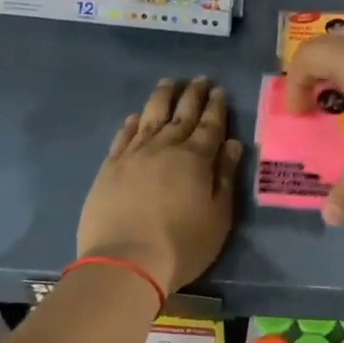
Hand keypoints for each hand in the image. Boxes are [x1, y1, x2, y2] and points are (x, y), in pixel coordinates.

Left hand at [77, 77, 242, 295]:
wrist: (125, 262)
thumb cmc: (182, 245)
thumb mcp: (218, 216)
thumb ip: (226, 177)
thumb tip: (233, 144)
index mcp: (195, 159)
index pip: (210, 125)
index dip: (216, 106)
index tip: (219, 90)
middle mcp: (164, 147)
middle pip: (181, 114)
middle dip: (192, 95)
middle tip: (200, 80)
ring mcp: (133, 155)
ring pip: (150, 116)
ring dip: (162, 98)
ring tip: (169, 84)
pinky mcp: (110, 167)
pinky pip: (123, 136)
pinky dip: (132, 122)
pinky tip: (136, 116)